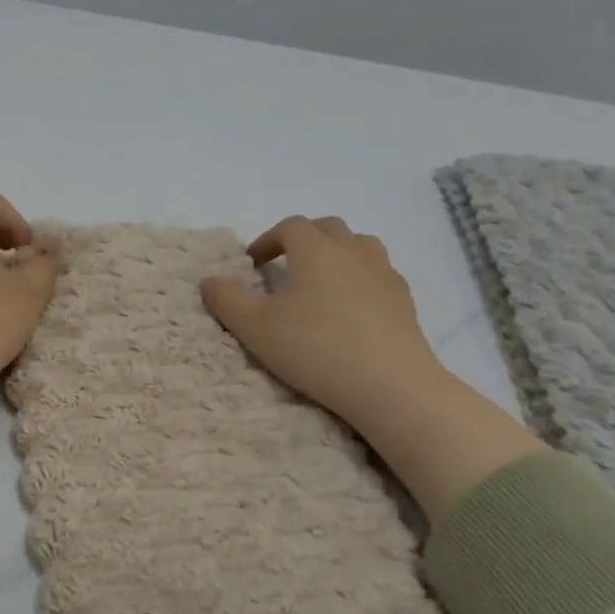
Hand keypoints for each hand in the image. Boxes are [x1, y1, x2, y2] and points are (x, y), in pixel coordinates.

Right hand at [203, 215, 544, 522]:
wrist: (392, 387)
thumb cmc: (316, 349)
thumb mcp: (255, 328)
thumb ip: (226, 300)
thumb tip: (209, 280)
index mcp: (315, 250)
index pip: (289, 226)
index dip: (267, 239)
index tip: (252, 264)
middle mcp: (352, 251)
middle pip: (327, 228)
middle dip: (303, 239)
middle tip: (286, 266)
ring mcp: (384, 274)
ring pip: (359, 245)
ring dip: (337, 253)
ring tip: (322, 281)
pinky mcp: (405, 301)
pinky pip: (380, 274)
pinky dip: (362, 278)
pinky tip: (353, 307)